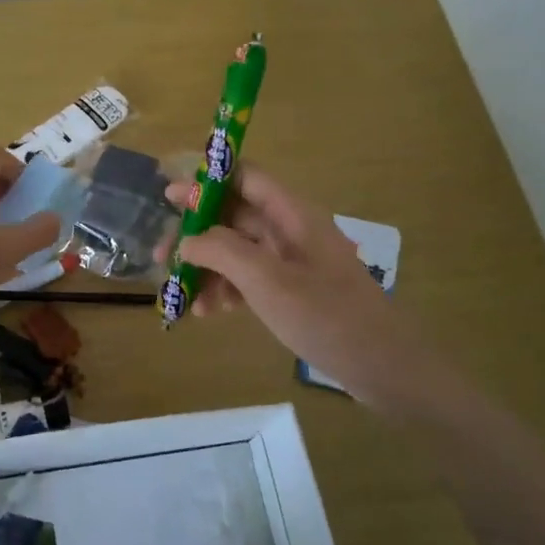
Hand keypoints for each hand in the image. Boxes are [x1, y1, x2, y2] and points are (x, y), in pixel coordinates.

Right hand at [160, 167, 433, 403]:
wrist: (383, 367)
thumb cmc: (327, 316)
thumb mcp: (268, 281)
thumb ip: (222, 252)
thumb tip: (187, 240)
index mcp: (292, 215)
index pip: (245, 177)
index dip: (206, 180)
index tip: (168, 194)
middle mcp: (291, 231)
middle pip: (235, 216)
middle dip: (196, 233)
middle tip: (161, 254)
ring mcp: (293, 263)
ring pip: (238, 251)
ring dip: (207, 267)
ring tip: (178, 293)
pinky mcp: (294, 291)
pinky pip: (249, 279)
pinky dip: (226, 290)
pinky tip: (206, 312)